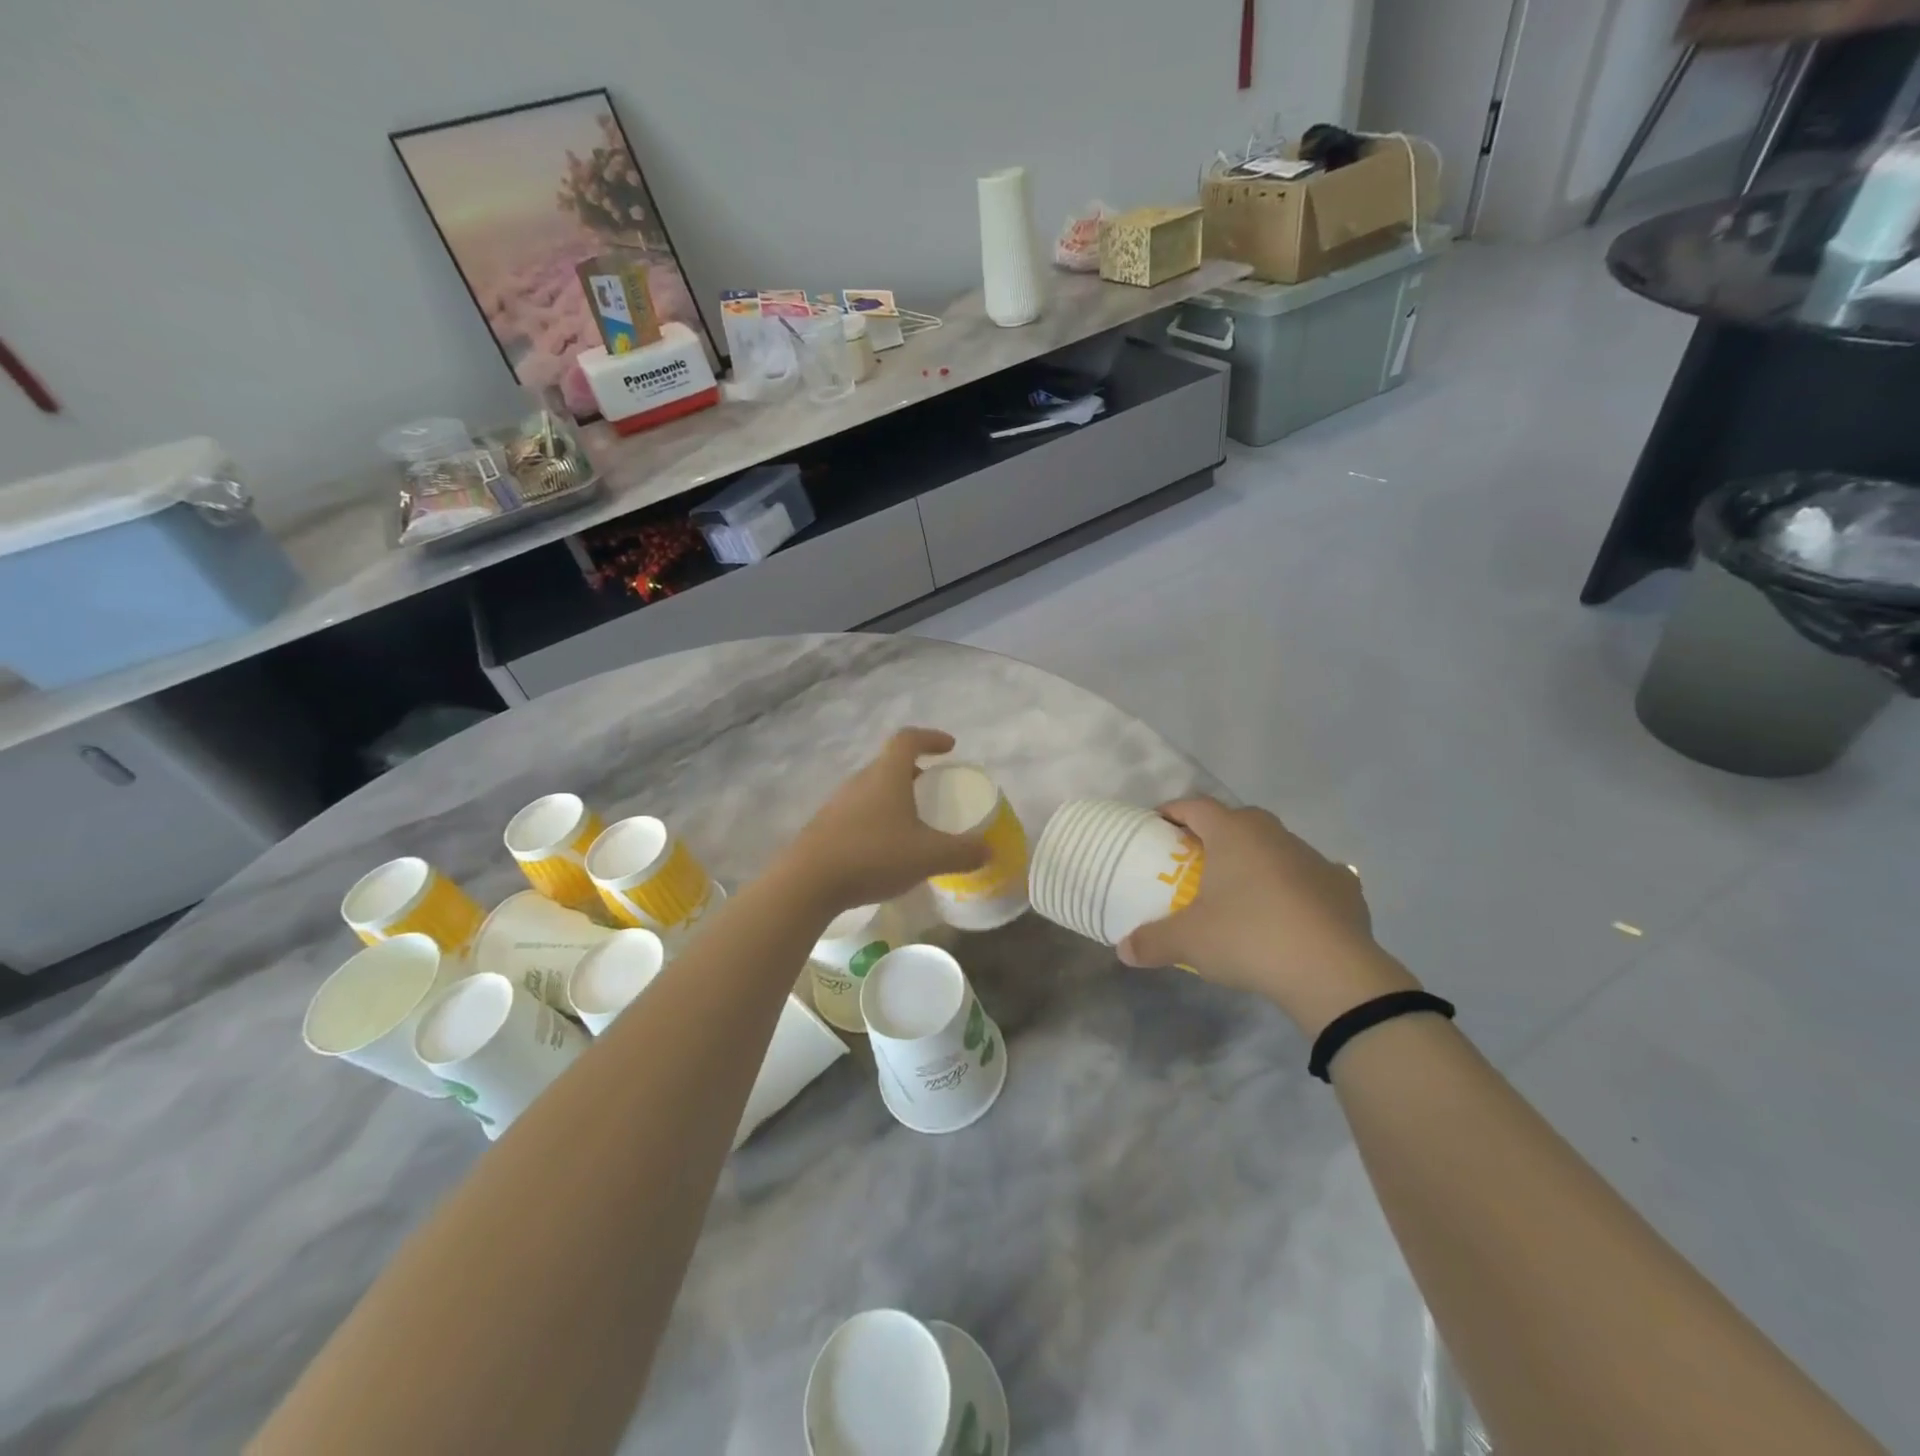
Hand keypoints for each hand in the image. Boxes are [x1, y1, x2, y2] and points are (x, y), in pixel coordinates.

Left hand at [780, 729, 990, 913]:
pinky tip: (886, 848)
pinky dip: (878, 818)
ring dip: (895, 796)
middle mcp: (860, 781)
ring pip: (872, 789)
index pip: (908, 739)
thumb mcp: (928, 856)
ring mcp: (838, 803)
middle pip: (889, 764)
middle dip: (915, 772)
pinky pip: (858, 811)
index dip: (931, 738)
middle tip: (934, 788)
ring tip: (913, 821)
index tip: (949, 747)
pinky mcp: (825, 826)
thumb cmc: (873, 856)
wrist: (808, 882)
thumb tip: (989, 850)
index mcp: (886, 775)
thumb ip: (962, 852)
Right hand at [1116, 798, 1418, 1035]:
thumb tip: (1123, 950)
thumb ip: (1151, 941)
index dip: (1174, 812)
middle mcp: (1274, 835)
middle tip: (1196, 861)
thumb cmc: (1249, 938)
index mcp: (1234, 833)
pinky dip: (1296, 887)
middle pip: (1238, 821)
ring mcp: (1314, 858)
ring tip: (1241, 892)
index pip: (1196, 806)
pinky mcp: (1344, 887)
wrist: (1333, 973)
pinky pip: (1310, 877)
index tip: (1158, 825)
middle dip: (1215, 835)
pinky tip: (1290, 913)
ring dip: (1256, 860)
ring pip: (1276, 847)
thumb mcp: (1189, 942)